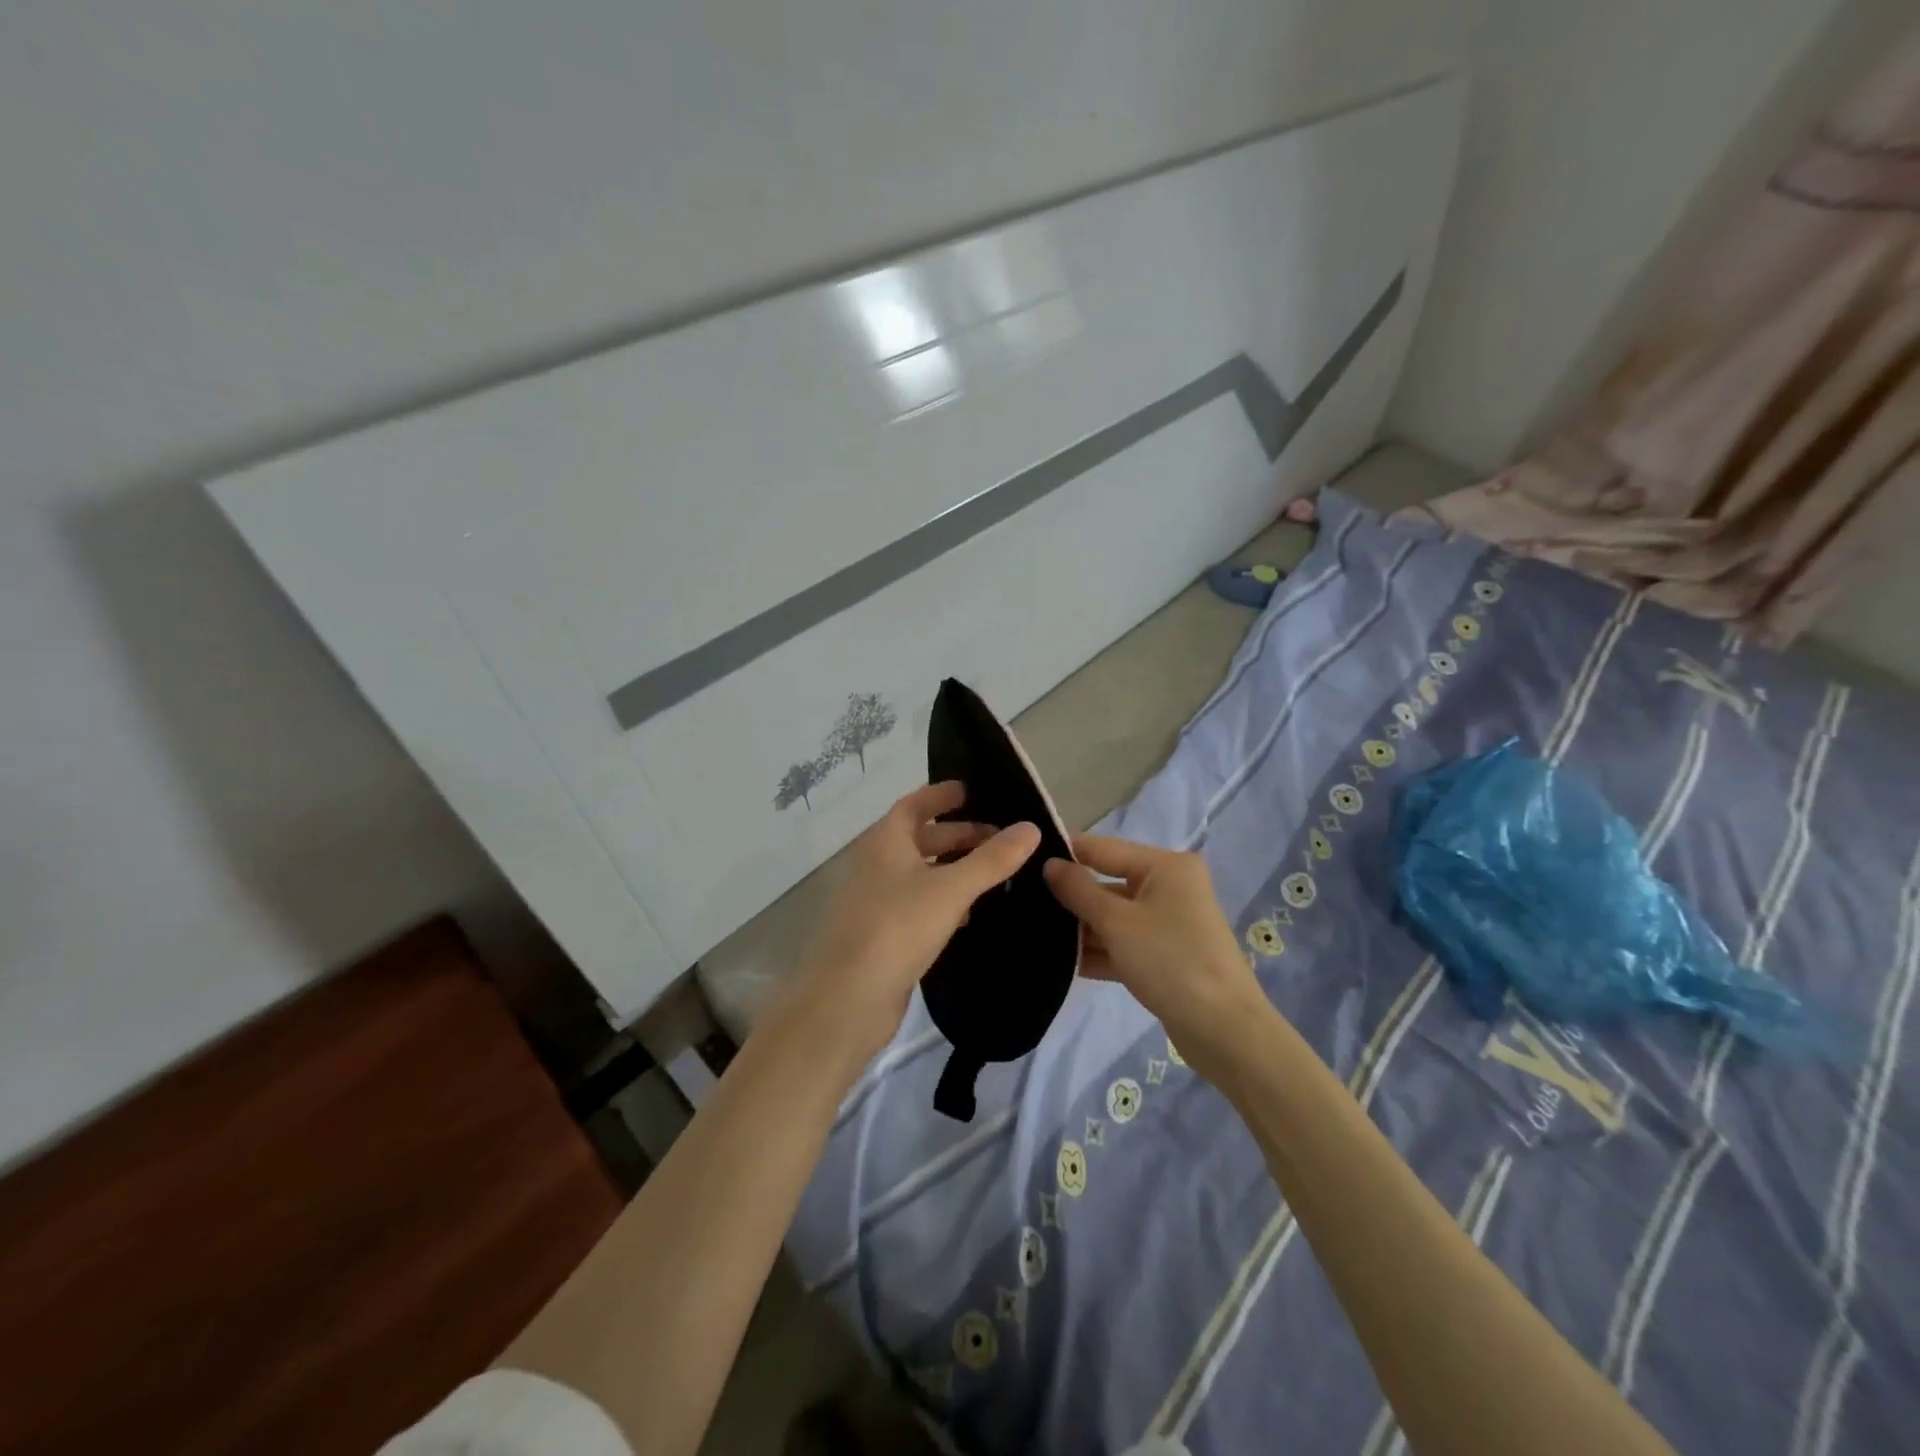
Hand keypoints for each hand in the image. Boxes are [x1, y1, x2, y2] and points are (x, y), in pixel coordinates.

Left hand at [788, 782, 1040, 1064]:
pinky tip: (969, 915)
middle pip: (921, 839)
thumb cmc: (897, 929)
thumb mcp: (951, 889)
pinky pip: (918, 905)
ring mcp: (877, 901)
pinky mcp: (882, 935)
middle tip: (1000, 839)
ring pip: (921, 874)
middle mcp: (877, 865)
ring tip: (995, 874)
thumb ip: (992, 859)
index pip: (914, 805)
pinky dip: (944, 901)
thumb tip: (1031, 828)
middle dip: (959, 836)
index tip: (972, 791)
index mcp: (885, 842)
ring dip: (954, 870)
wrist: (847, 1000)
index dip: (942, 796)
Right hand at [1044, 834, 1269, 1077]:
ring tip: (1031, 932)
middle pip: (1107, 883)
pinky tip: (1058, 963)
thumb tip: (1049, 864)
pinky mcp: (1163, 955)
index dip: (1065, 851)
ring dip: (1079, 928)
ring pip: (1112, 916)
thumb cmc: (1170, 961)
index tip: (1023, 855)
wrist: (1224, 1031)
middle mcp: (1168, 887)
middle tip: (1020, 902)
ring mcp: (1167, 923)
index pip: (1103, 849)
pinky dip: (1097, 951)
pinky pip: (1122, 943)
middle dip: (1069, 897)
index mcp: (1165, 866)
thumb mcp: (1117, 923)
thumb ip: (1078, 891)